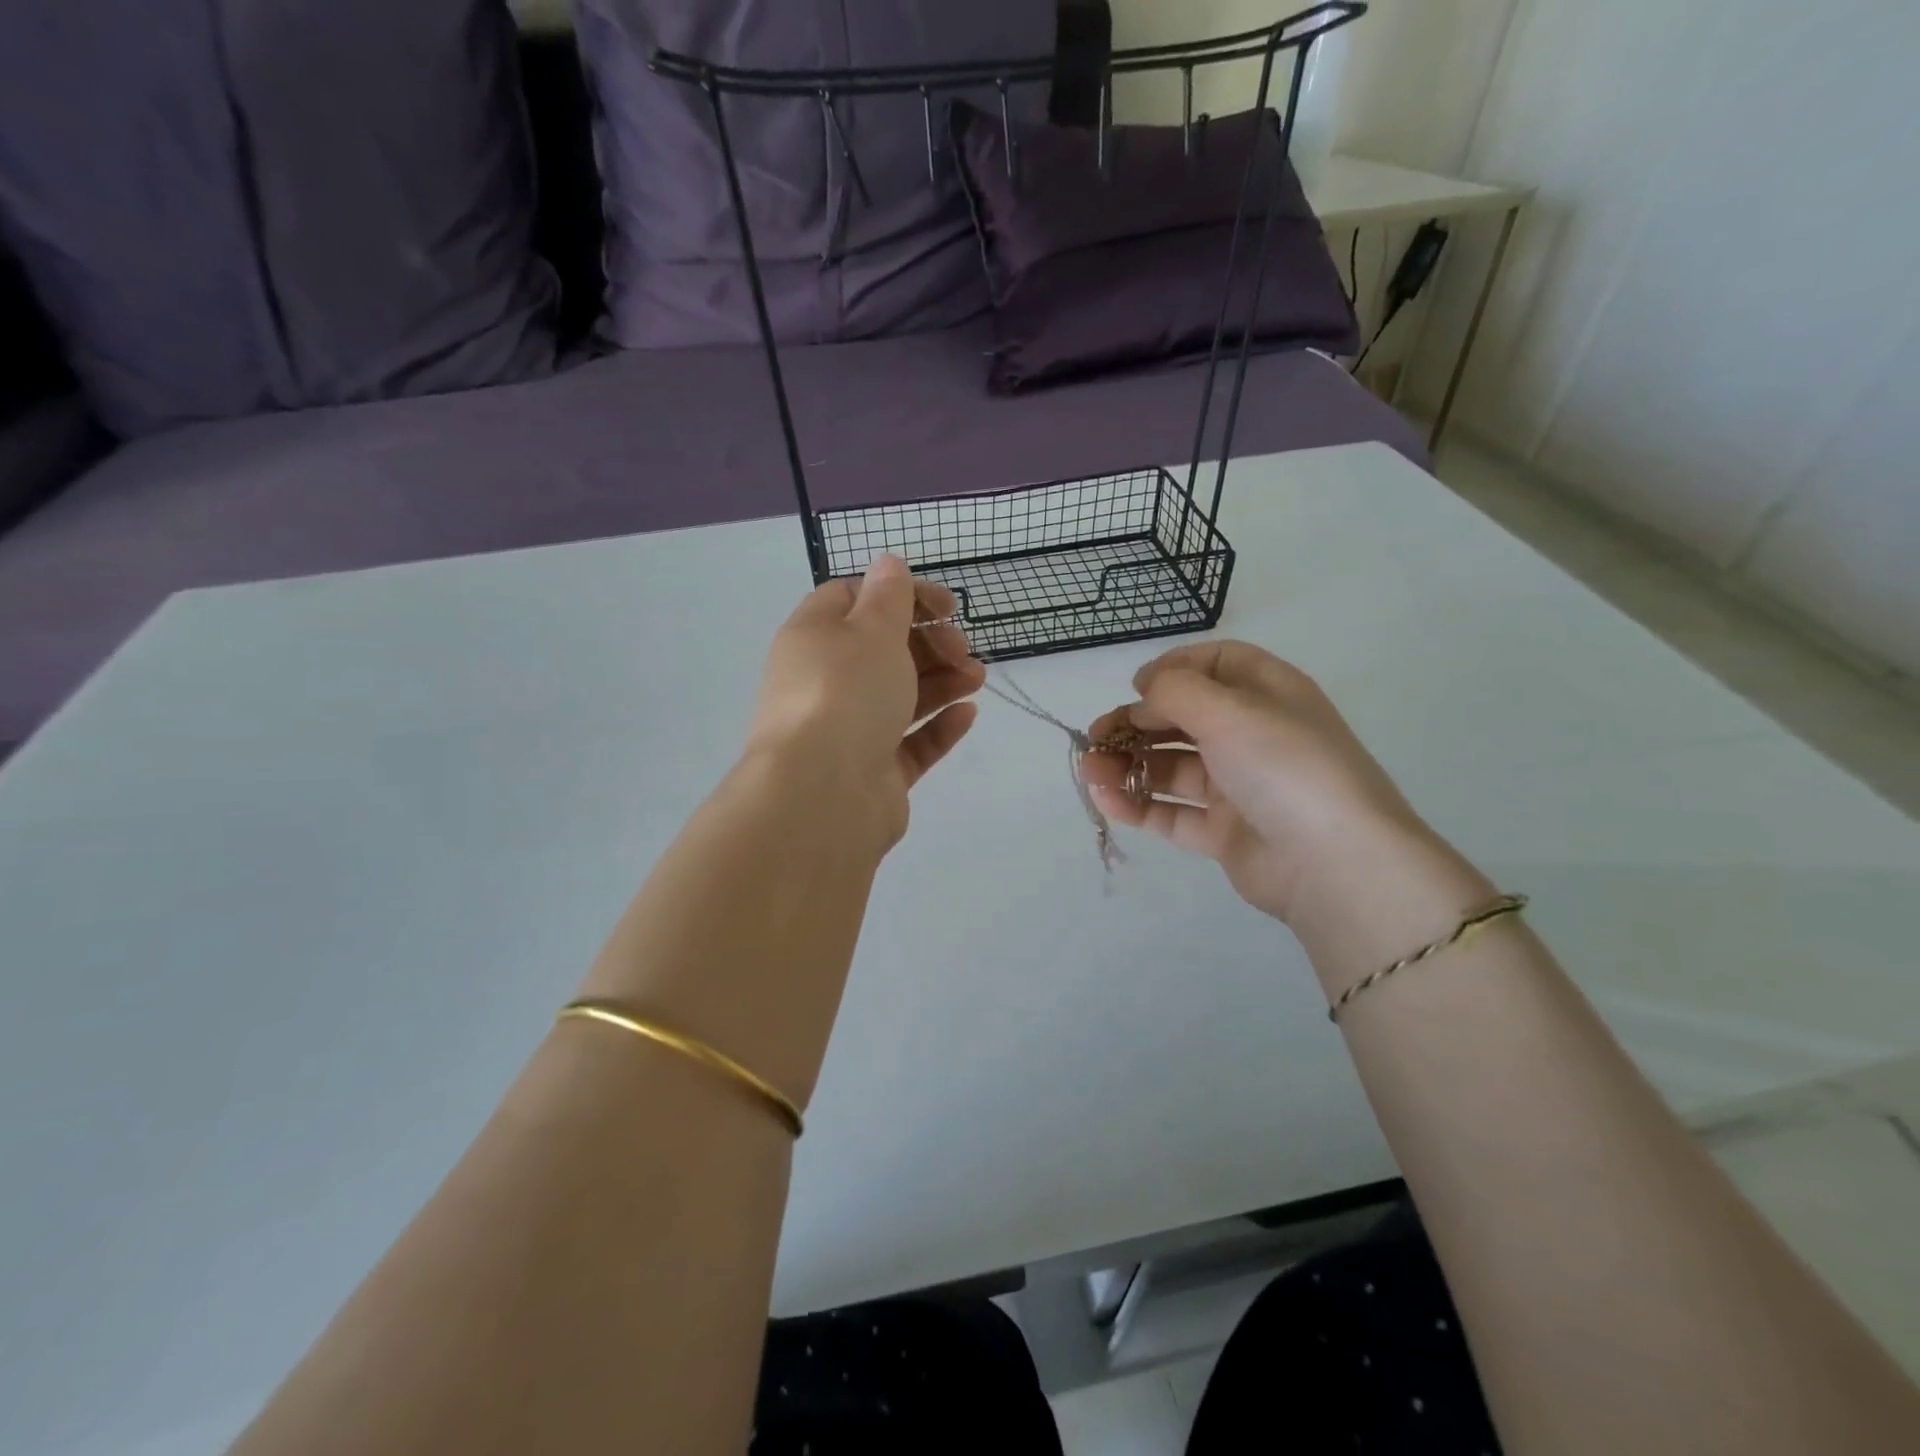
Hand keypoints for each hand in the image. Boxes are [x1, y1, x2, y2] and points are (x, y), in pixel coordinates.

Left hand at [747, 555, 985, 851]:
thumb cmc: (845, 693)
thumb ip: (888, 596)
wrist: (823, 793)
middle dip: (929, 642)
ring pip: (899, 697)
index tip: (945, 606)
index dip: (901, 595)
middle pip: (881, 650)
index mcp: (813, 638)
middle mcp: (825, 683)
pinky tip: (968, 714)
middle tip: (961, 647)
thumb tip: (887, 562)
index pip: (853, 600)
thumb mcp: (871, 629)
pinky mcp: (872, 772)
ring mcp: (847, 731)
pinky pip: (909, 743)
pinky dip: (938, 726)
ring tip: (978, 677)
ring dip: (941, 681)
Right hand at [1081, 641, 1431, 922]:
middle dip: (1135, 723)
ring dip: (1127, 765)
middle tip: (1095, 736)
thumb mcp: (1229, 710)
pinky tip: (1106, 800)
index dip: (1174, 669)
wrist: (1334, 863)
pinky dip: (1137, 805)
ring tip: (1088, 772)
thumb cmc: (1284, 766)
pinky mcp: (1224, 831)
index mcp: (1268, 694)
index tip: (1137, 686)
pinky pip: (1172, 812)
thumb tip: (1144, 690)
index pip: (1218, 665)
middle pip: (1184, 719)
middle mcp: (1253, 736)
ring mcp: (1239, 786)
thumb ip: (1175, 691)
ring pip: (1172, 768)